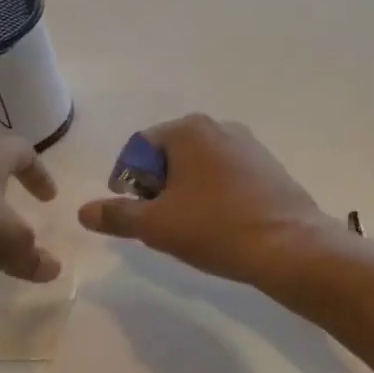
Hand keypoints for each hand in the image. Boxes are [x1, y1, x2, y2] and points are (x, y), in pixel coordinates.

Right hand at [78, 115, 336, 289]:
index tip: (134, 213)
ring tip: (191, 228)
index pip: (139, 148)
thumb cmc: (215, 228)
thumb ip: (117, 215)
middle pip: (170, 155)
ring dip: (186, 193)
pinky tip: (221, 225)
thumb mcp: (156, 226)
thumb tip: (84, 212)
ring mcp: (249, 145)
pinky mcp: (269, 167)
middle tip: (160, 224)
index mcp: (189, 130)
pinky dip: (214, 196)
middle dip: (158, 188)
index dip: (127, 181)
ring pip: (200, 167)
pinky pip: (227, 176)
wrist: (289, 246)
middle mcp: (220, 126)